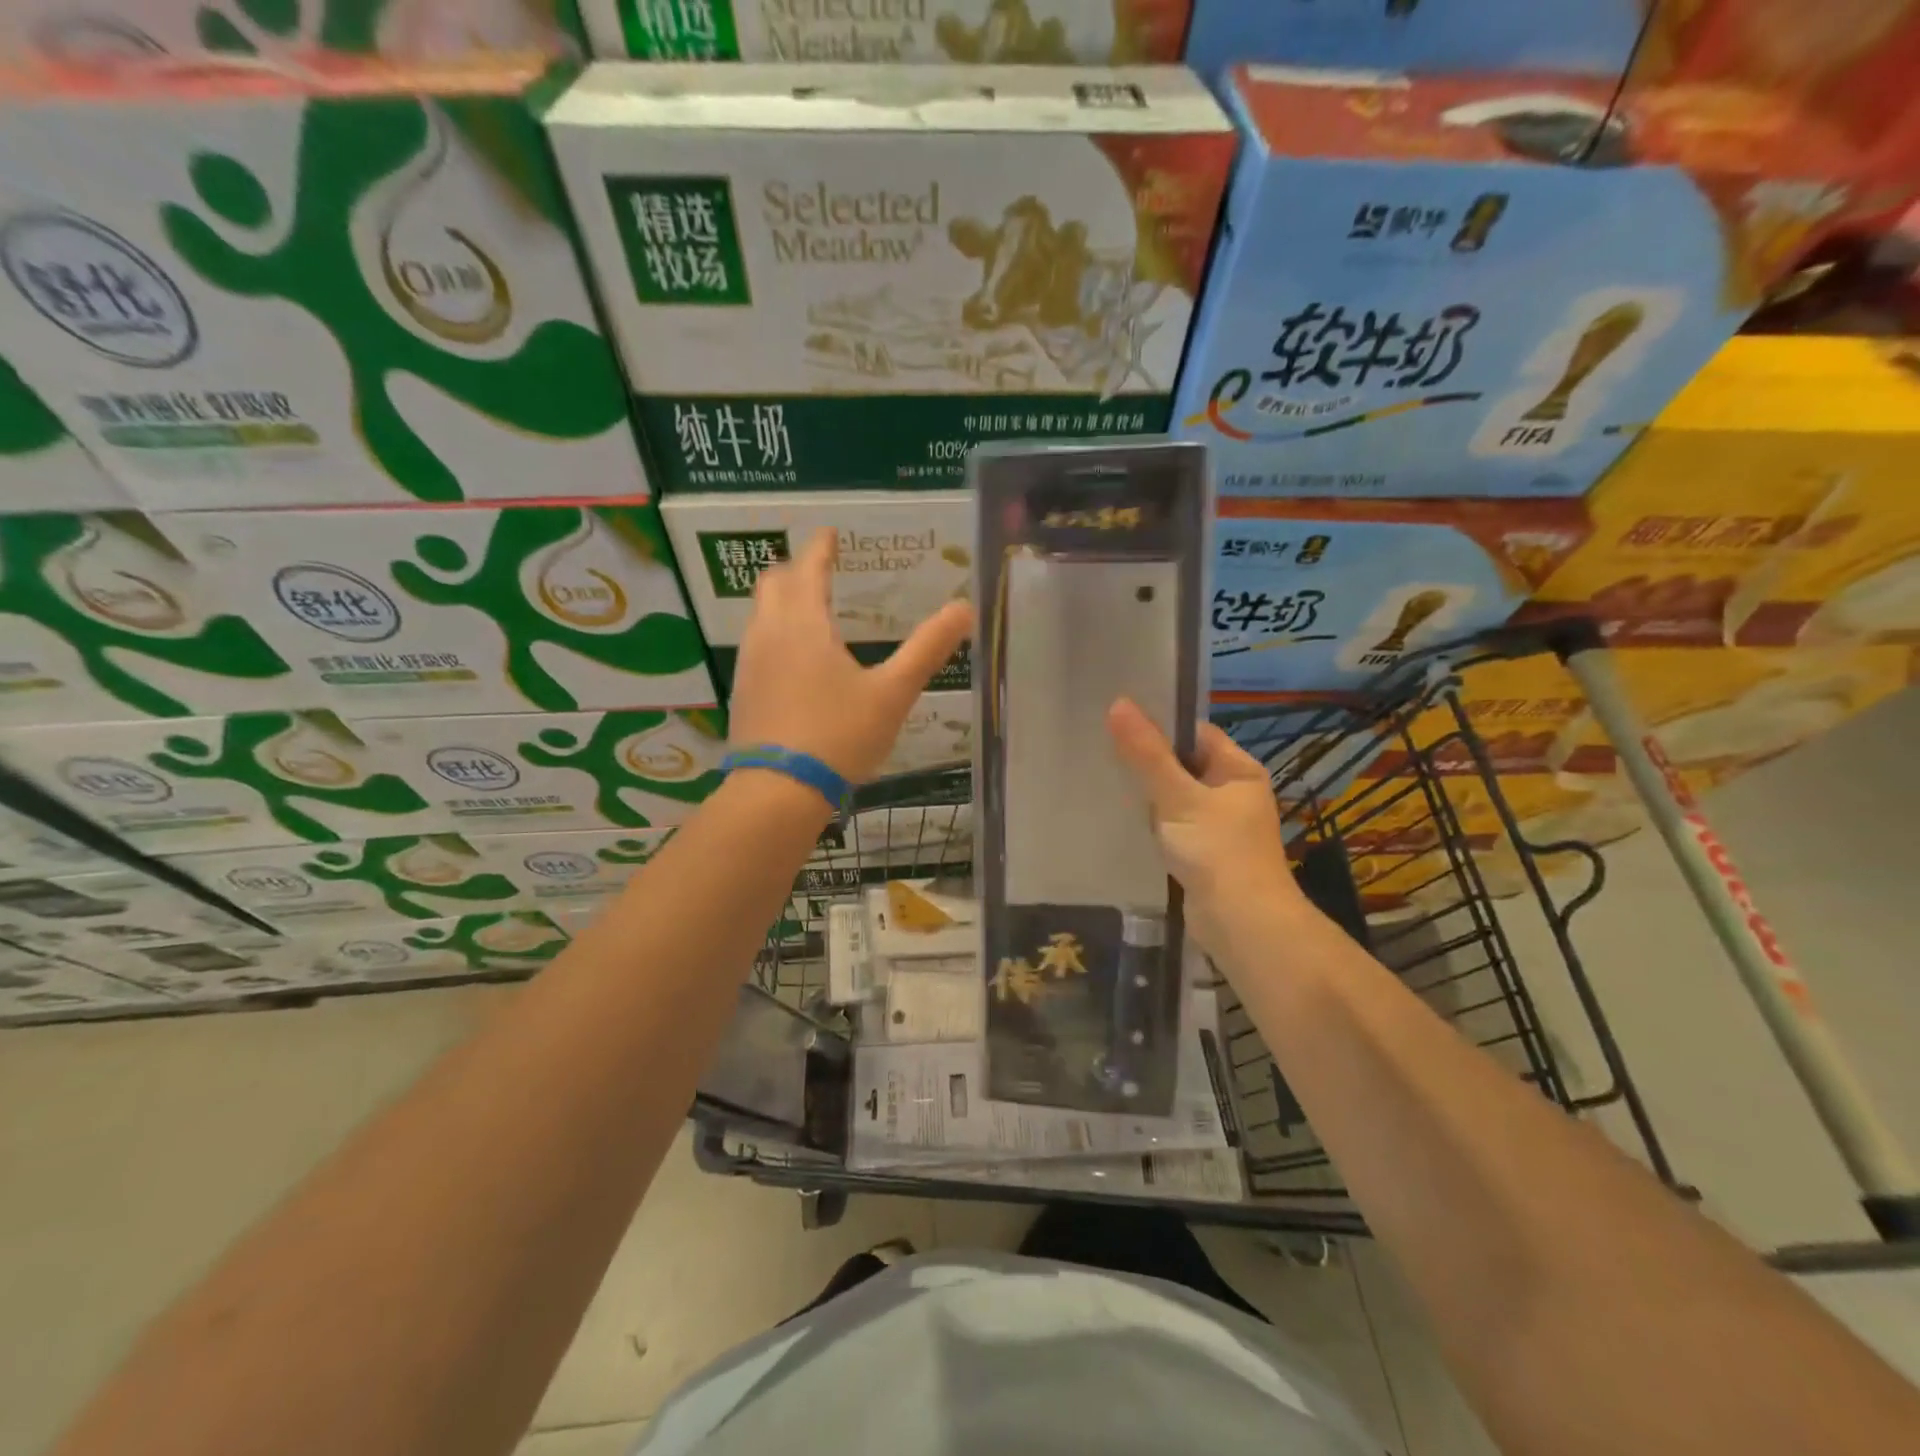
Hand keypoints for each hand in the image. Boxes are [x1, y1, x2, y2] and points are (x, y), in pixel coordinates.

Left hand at [728, 528, 974, 783]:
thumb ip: (927, 648)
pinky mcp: (743, 691)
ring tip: (808, 608)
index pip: (808, 568)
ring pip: (759, 614)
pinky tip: (793, 658)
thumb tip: (965, 608)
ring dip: (782, 600)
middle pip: (774, 583)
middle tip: (819, 568)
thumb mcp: (892, 693)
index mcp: (804, 623)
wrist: (778, 791)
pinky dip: (775, 632)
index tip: (830, 534)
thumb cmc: (839, 735)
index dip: (821, 547)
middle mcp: (769, 633)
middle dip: (796, 569)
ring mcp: (750, 663)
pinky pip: (757, 644)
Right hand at [1106, 698, 1308, 954]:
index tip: (1117, 722)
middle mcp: (1232, 794)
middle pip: (1182, 765)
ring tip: (1102, 781)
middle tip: (1101, 751)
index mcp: (1239, 771)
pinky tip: (1120, 821)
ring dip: (1146, 796)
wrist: (1242, 925)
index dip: (1159, 726)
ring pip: (1173, 798)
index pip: (1195, 734)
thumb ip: (1146, 754)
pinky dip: (1151, 824)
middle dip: (1146, 762)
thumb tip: (1118, 704)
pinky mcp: (1202, 854)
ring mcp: (1218, 826)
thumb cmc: (1217, 852)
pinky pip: (1171, 827)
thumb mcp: (1177, 797)